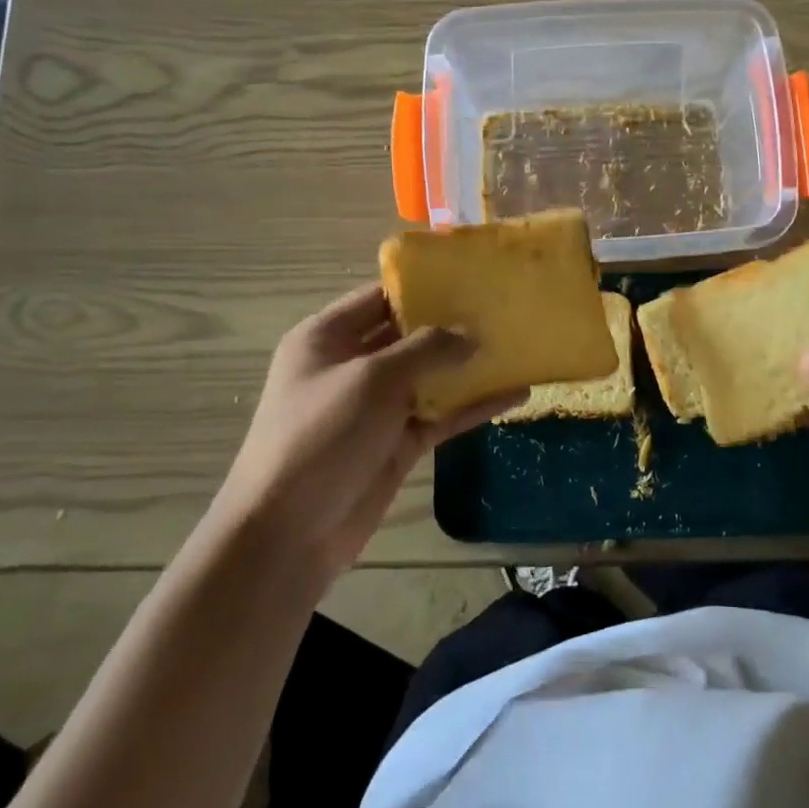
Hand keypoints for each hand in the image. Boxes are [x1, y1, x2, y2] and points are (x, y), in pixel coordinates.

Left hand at [217, 285, 523, 581]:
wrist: (289, 533)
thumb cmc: (320, 436)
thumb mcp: (372, 379)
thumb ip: (426, 349)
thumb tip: (472, 333)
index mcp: (327, 337)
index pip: (379, 297)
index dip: (422, 285)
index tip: (471, 275)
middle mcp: (351, 365)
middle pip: (408, 334)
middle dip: (452, 323)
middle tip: (504, 306)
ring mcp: (376, 406)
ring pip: (431, 376)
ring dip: (469, 365)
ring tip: (519, 345)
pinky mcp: (397, 442)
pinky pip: (441, 415)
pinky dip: (474, 406)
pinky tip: (516, 395)